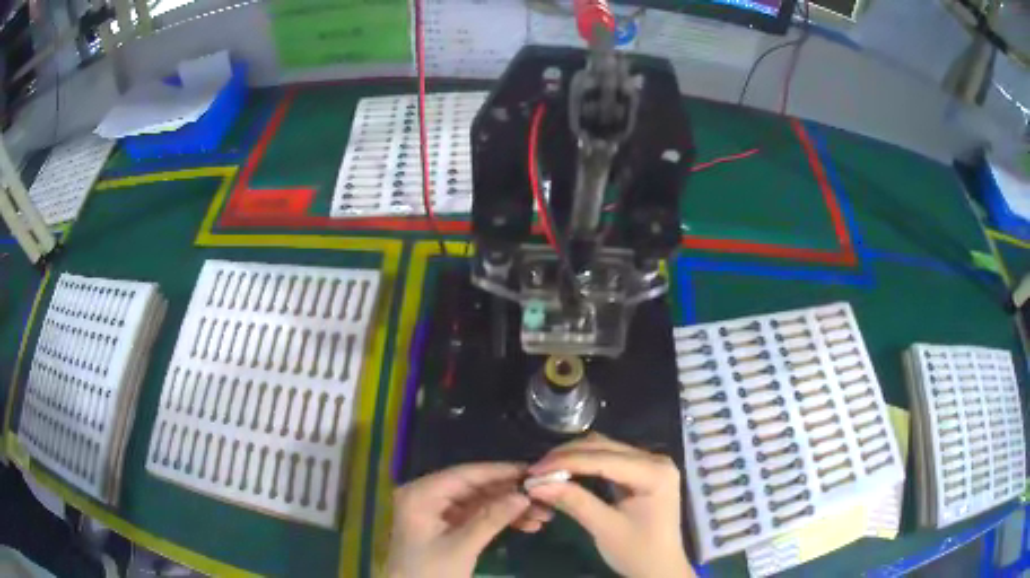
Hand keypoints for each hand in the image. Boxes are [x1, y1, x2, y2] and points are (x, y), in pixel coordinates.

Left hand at [385, 462, 553, 576]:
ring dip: (509, 508)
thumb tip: (524, 495)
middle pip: (475, 487)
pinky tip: (526, 524)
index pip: (465, 474)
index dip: (500, 472)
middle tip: (544, 497)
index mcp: (421, 493)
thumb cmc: (430, 572)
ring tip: (543, 515)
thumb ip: (492, 519)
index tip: (534, 472)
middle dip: (509, 494)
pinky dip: (499, 519)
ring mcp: (436, 510)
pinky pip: (475, 515)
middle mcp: (427, 495)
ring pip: (479, 501)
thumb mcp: (462, 547)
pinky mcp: (444, 525)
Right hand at [526, 434, 693, 577]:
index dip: (566, 462)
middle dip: (567, 456)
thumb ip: (574, 502)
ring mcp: (650, 464)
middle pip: (605, 447)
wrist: (660, 568)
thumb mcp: (605, 528)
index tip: (533, 471)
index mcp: (654, 472)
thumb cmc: (638, 552)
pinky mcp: (641, 472)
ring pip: (605, 449)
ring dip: (573, 457)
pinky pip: (609, 459)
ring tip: (545, 471)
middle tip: (535, 471)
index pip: (604, 458)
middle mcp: (655, 460)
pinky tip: (565, 472)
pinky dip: (584, 464)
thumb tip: (536, 484)